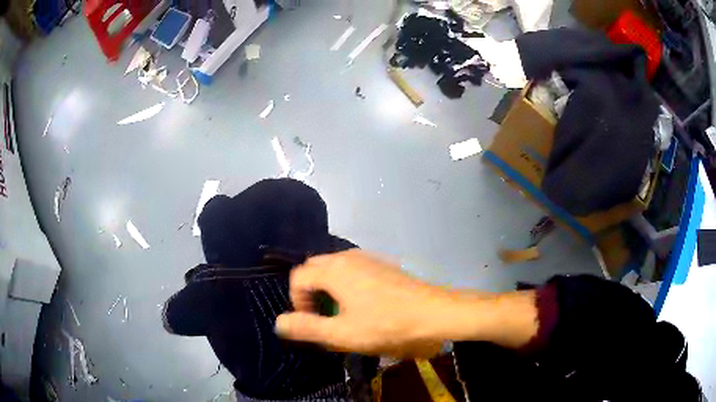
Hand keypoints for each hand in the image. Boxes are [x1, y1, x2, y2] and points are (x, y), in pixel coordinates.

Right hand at [275, 250, 451, 357]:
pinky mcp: (382, 264)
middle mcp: (347, 256)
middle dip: (310, 293)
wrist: (434, 313)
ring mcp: (367, 258)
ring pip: (333, 267)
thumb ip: (307, 328)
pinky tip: (361, 304)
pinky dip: (344, 283)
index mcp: (334, 270)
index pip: (298, 277)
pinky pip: (351, 269)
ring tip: (340, 313)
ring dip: (327, 288)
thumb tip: (279, 322)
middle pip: (314, 268)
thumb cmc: (386, 325)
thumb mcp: (342, 333)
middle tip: (323, 317)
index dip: (297, 301)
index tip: (312, 322)